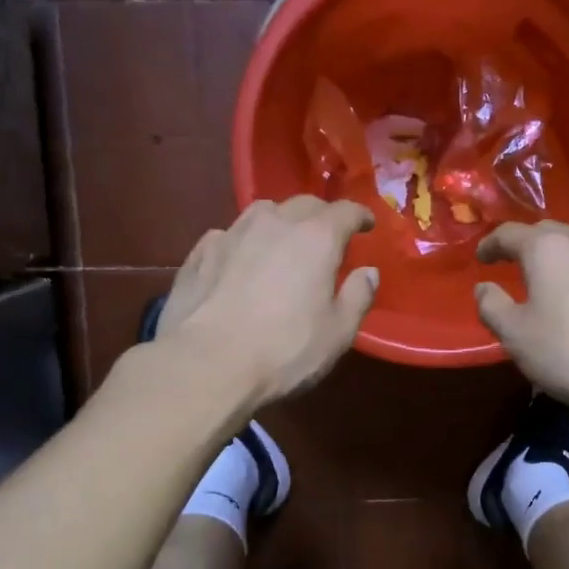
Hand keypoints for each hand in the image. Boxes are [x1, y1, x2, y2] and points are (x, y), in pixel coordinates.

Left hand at [153, 197, 377, 409]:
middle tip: (328, 235)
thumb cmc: (284, 350)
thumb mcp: (338, 333)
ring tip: (283, 242)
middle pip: (304, 204)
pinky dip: (244, 242)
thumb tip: (368, 272)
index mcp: (316, 238)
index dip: (360, 216)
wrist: (206, 364)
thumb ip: (358, 297)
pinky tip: (241, 261)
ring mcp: (232, 234)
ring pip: (263, 212)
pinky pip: (230, 235)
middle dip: (321, 215)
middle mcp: (275, 223)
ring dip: (280, 221)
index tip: (367, 226)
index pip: (345, 211)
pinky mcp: (200, 252)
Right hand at [474, 221, 568, 416]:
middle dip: (525, 243)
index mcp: (547, 248)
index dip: (490, 244)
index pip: (509, 233)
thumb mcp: (514, 334)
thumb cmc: (567, 351)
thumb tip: (484, 288)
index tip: (480, 258)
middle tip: (510, 261)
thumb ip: (491, 305)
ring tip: (546, 273)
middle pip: (547, 231)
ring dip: (556, 254)